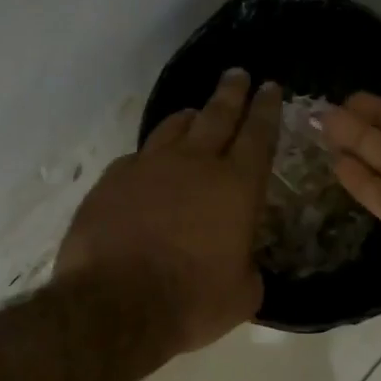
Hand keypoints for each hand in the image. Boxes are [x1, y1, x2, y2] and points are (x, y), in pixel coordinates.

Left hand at [56, 69, 280, 356]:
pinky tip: (149, 165)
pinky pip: (137, 157)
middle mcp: (194, 165)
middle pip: (217, 116)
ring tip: (195, 113)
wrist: (115, 306)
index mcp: (236, 187)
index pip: (258, 135)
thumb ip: (248, 269)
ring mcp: (147, 168)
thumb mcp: (242, 295)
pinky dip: (150, 157)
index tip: (269, 87)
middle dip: (231, 93)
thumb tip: (242, 264)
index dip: (266, 109)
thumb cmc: (191, 302)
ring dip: (189, 118)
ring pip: (173, 128)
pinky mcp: (111, 181)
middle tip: (238, 75)